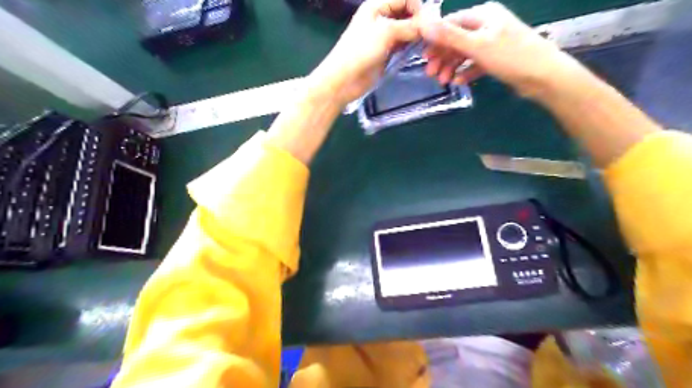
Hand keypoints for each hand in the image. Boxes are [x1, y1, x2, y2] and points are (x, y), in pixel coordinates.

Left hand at [309, 0, 420, 106]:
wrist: (344, 80)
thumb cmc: (360, 52)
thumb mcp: (385, 33)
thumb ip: (409, 26)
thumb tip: (431, 25)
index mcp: (377, 5)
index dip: (418, 8)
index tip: (427, 25)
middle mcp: (381, 17)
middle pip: (407, 13)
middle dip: (419, 22)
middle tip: (428, 37)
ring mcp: (383, 36)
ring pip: (406, 30)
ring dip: (416, 36)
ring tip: (424, 46)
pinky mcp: (386, 53)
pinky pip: (403, 45)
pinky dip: (410, 47)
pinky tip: (416, 53)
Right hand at [419, 2, 576, 98]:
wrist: (544, 76)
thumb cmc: (510, 56)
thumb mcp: (477, 45)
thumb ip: (449, 36)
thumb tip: (422, 24)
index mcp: (483, 15)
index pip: (451, 23)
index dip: (435, 39)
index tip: (422, 56)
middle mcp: (487, 25)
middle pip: (456, 39)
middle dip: (442, 56)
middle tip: (430, 73)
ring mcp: (492, 42)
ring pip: (465, 53)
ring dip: (451, 66)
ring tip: (443, 81)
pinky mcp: (497, 59)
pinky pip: (475, 63)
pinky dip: (465, 71)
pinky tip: (458, 81)